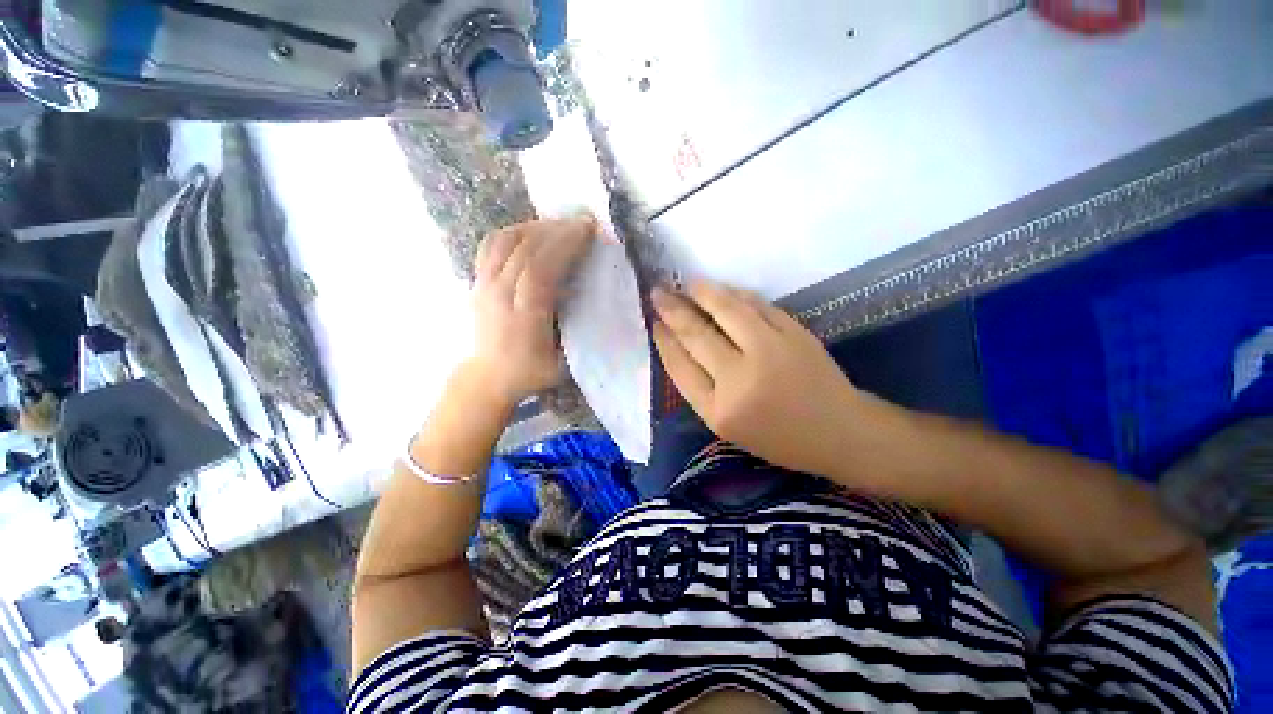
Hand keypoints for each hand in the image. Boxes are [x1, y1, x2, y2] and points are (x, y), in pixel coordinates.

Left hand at [467, 216, 596, 405]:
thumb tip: (591, 294)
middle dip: (557, 230)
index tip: (588, 230)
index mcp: (523, 317)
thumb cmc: (532, 372)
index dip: (564, 246)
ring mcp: (483, 285)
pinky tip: (532, 232)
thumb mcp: (564, 360)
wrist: (489, 377)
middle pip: (525, 250)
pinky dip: (514, 231)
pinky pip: (492, 245)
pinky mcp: (476, 280)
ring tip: (559, 225)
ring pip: (506, 241)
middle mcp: (500, 295)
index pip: (541, 271)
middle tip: (582, 221)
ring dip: (535, 227)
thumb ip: (576, 328)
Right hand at [651, 282, 863, 477]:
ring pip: (726, 310)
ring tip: (687, 283)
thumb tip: (677, 345)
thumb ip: (700, 388)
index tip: (655, 322)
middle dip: (673, 310)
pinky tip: (721, 290)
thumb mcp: (727, 426)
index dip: (664, 340)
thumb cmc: (777, 437)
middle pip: (697, 334)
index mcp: (719, 411)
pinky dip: (735, 294)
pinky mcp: (794, 333)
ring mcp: (770, 351)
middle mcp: (740, 379)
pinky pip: (756, 305)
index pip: (680, 366)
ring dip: (702, 293)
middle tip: (658, 293)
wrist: (837, 432)